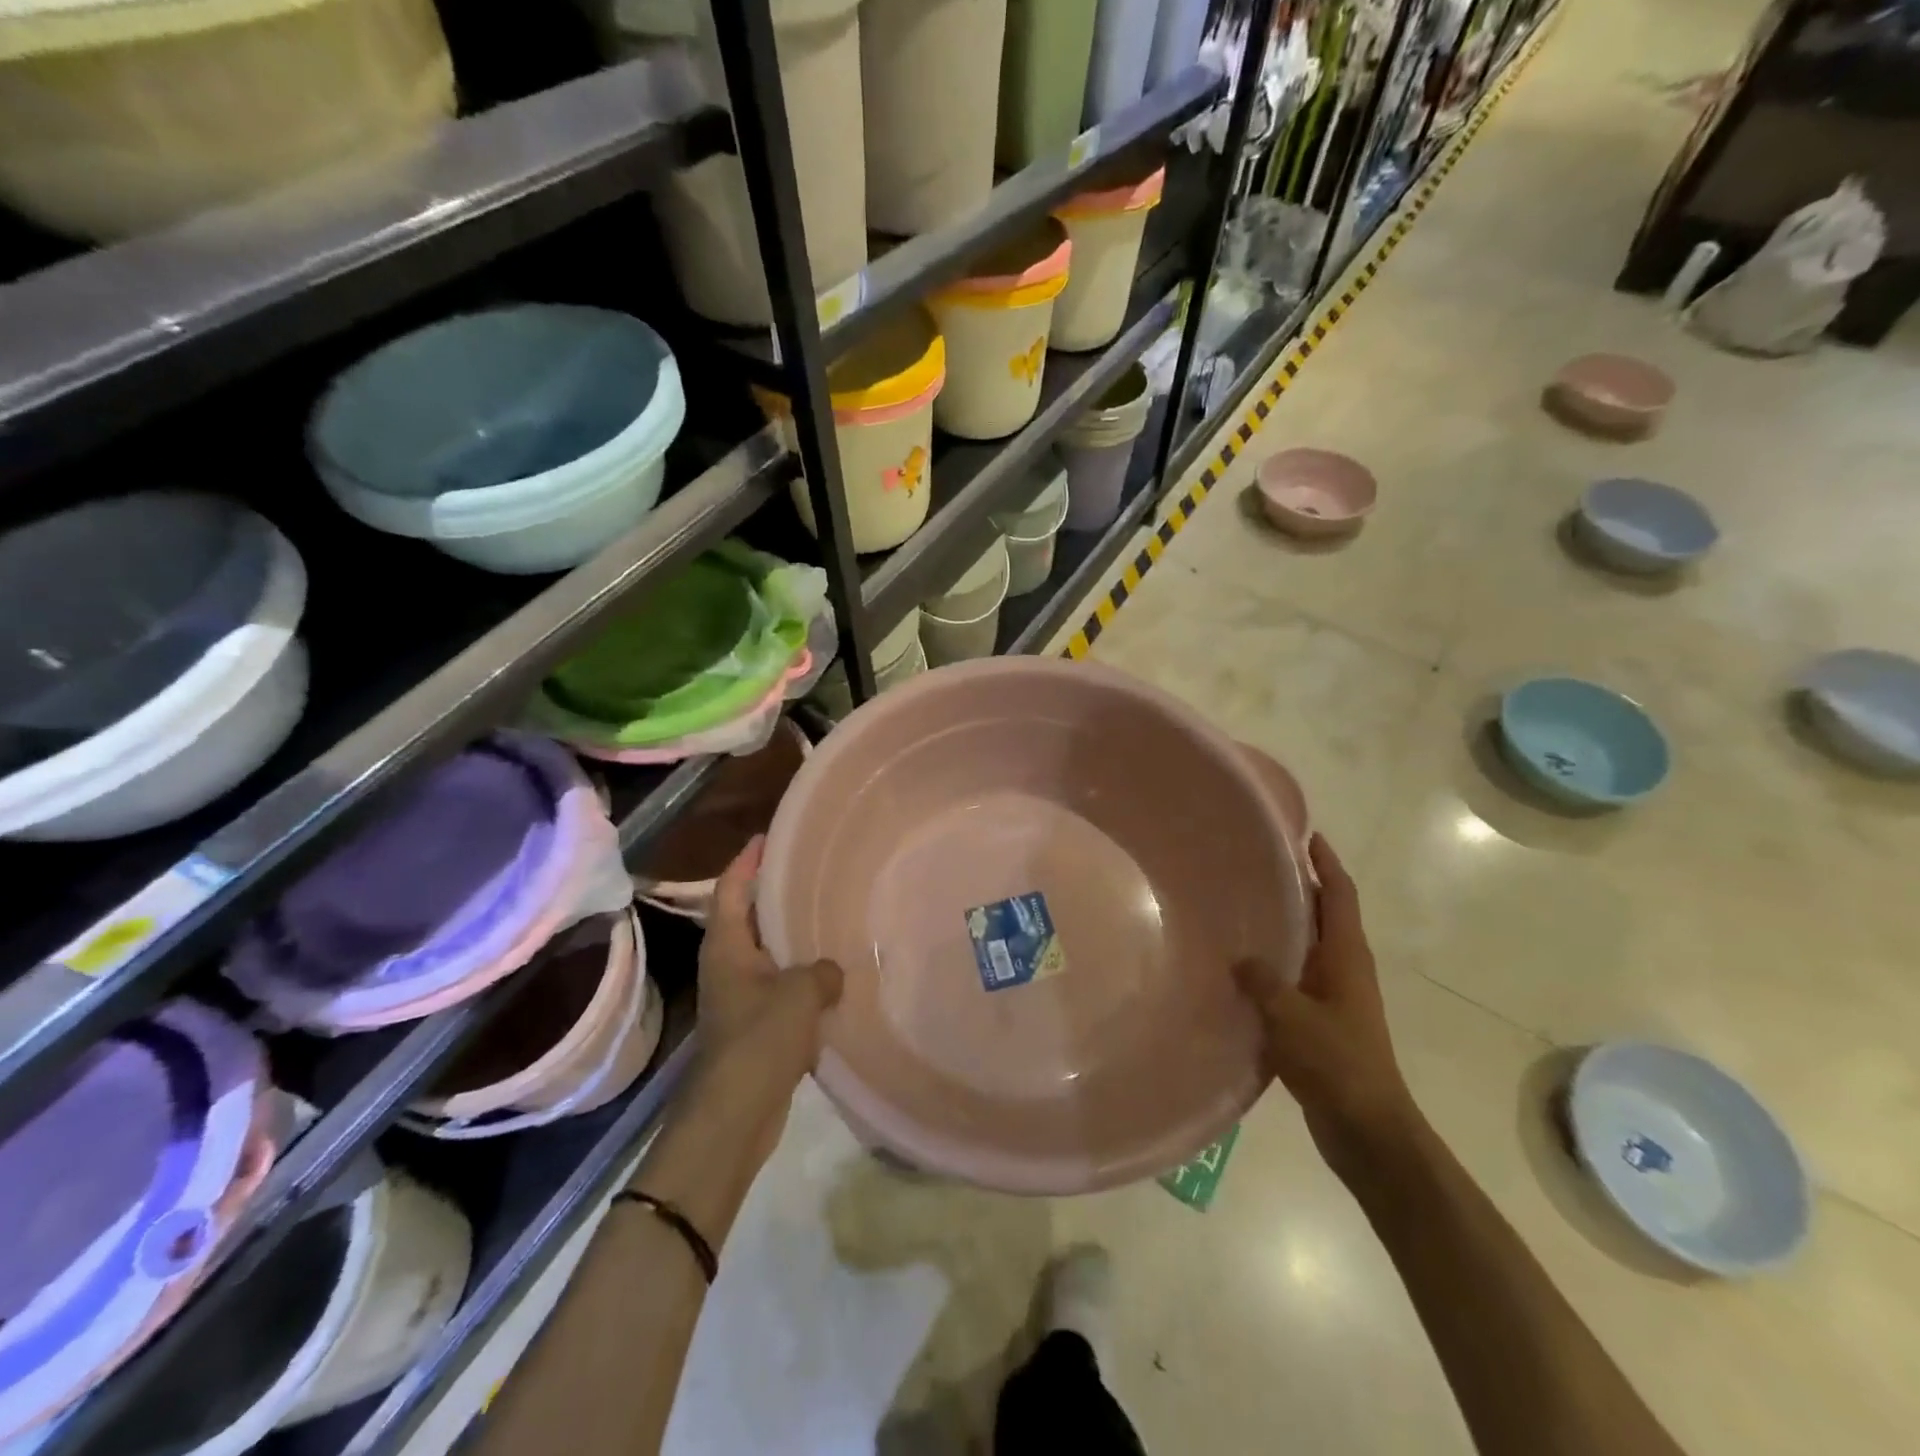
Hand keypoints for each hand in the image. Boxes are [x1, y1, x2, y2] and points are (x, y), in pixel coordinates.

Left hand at [696, 837, 843, 1126]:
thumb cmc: (759, 1040)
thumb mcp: (800, 994)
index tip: (766, 837)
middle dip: (770, 893)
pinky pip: (778, 986)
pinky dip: (799, 974)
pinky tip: (829, 974)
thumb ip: (821, 971)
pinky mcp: (753, 1026)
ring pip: (764, 953)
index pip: (731, 890)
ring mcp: (738, 997)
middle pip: (745, 918)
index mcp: (727, 948)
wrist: (734, 1115)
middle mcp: (727, 966)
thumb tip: (831, 973)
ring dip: (788, 936)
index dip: (746, 861)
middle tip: (806, 871)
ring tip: (824, 916)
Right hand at [1234, 835, 1421, 1178]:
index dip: (1326, 864)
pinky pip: (1298, 978)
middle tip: (1260, 866)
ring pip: (1311, 947)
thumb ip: (1262, 980)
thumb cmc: (1336, 1063)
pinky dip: (1277, 963)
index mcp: (1347, 957)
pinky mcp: (1324, 1023)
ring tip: (1246, 909)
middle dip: (1302, 888)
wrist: (1368, 1129)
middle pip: (1327, 916)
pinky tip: (1245, 969)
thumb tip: (1239, 958)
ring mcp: (1337, 997)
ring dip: (1288, 925)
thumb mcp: (1290, 1016)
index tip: (1306, 835)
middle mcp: (1346, 969)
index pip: (1340, 896)